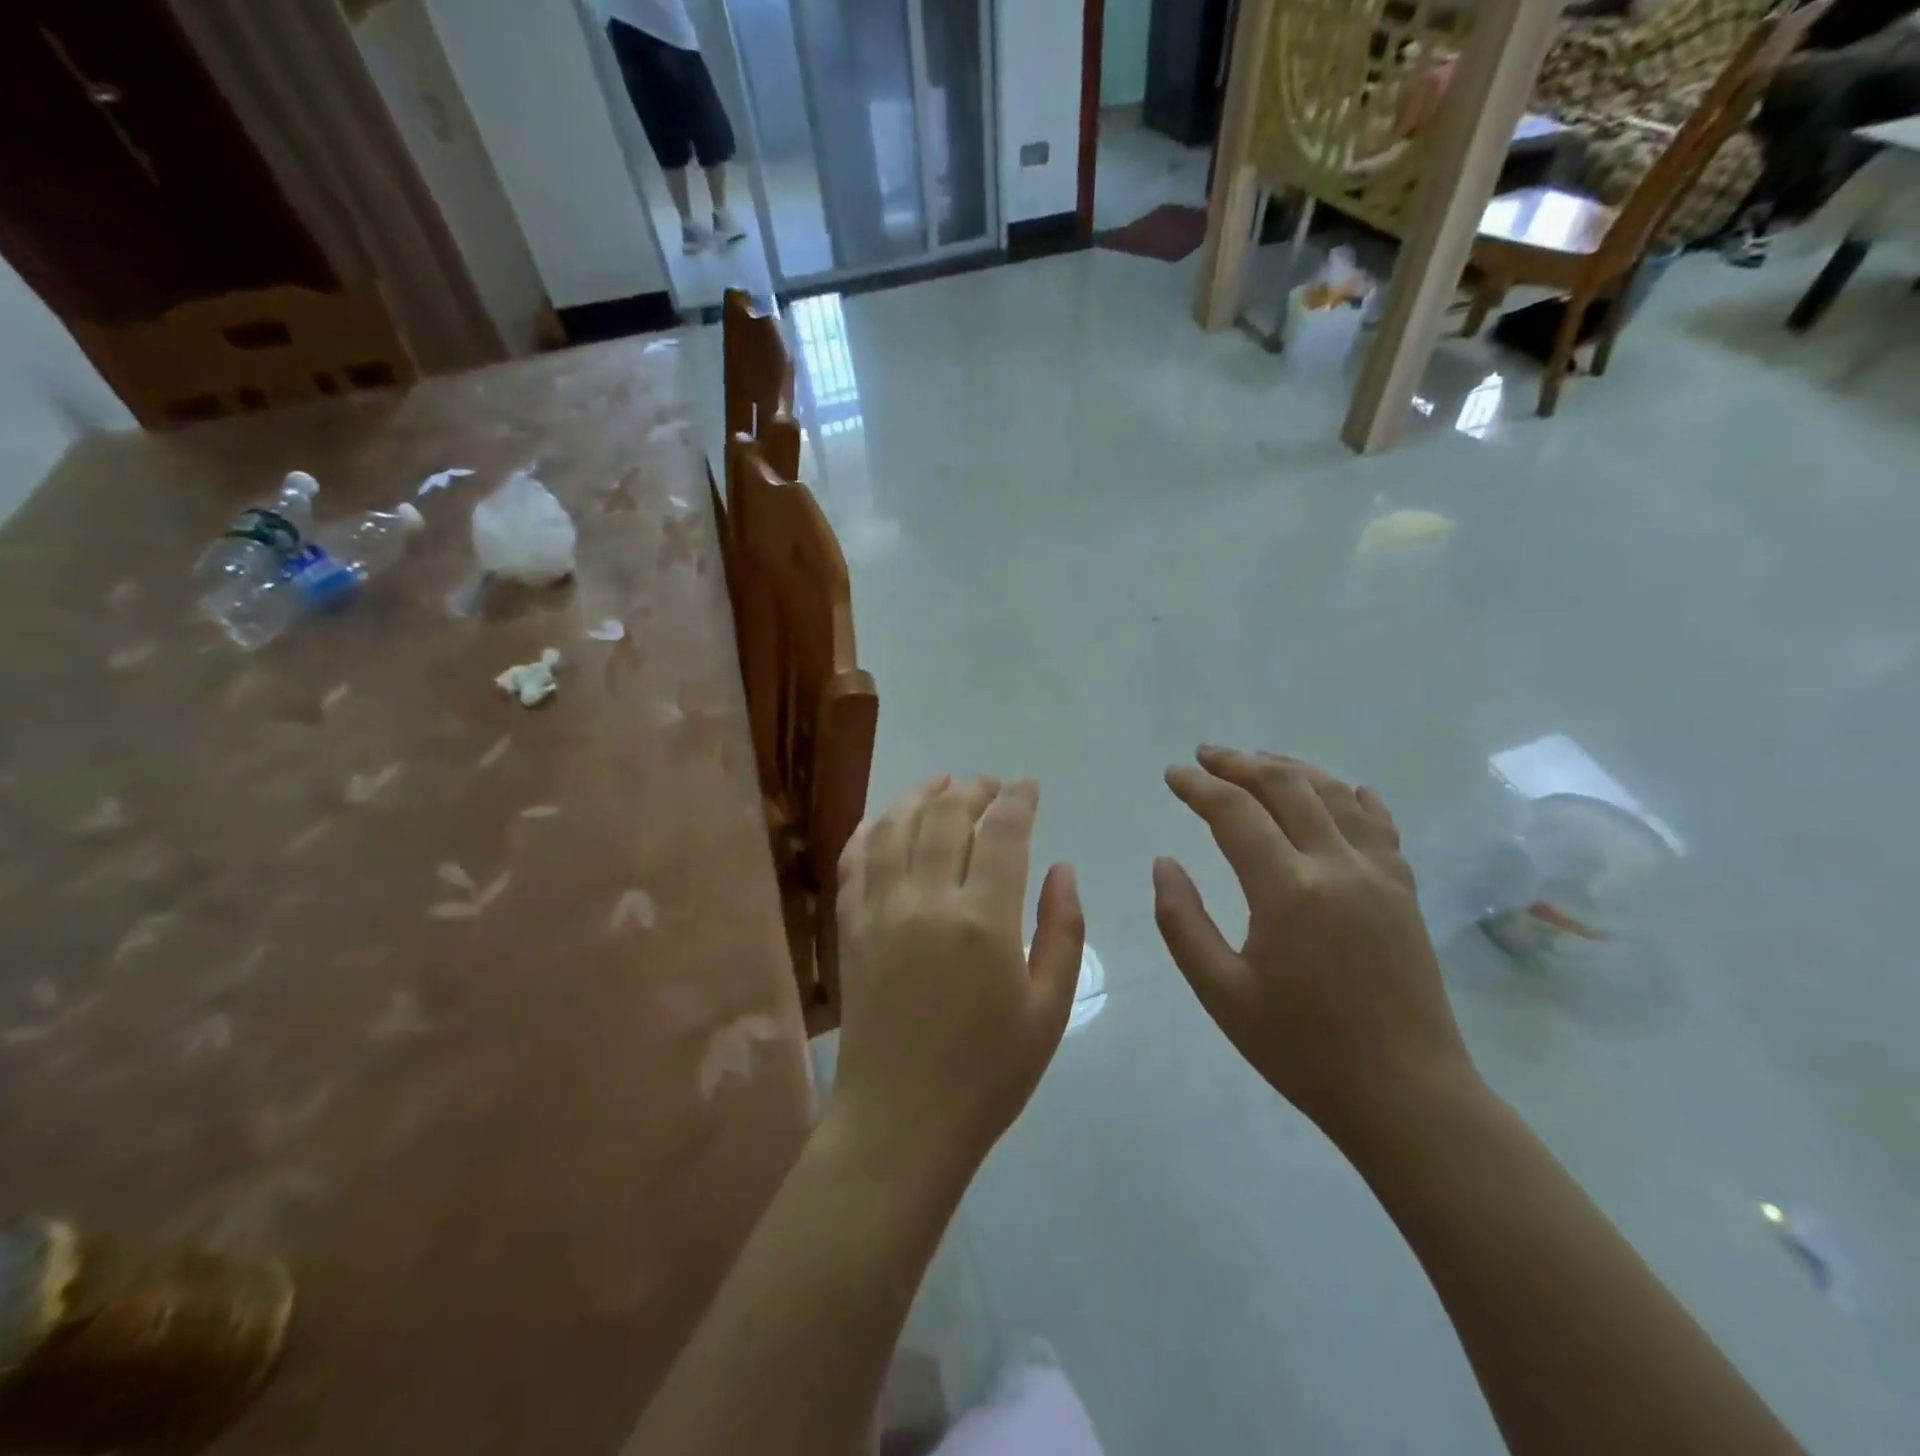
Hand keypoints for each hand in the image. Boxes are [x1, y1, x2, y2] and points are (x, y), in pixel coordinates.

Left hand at [833, 775, 1084, 1173]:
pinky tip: (885, 820)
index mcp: (983, 922)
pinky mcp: (849, 928)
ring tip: (941, 785)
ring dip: (920, 796)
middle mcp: (926, 902)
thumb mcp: (1048, 1009)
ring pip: (895, 827)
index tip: (1028, 786)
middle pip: (946, 817)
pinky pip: (854, 860)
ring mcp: (879, 911)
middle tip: (990, 785)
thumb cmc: (988, 1072)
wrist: (901, 1121)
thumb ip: (1062, 931)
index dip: (1018, 800)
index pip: (1002, 833)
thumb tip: (1063, 868)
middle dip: (972, 789)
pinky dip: (870, 829)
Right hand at [1153, 747, 1477, 1143]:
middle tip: (1205, 756)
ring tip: (1256, 761)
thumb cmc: (1302, 1049)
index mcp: (1288, 891)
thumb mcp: (1221, 993)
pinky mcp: (1405, 890)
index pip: (1235, 813)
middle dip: (1240, 763)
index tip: (1173, 774)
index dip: (1199, 787)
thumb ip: (1182, 922)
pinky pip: (1378, 823)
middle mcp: (1337, 866)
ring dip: (1290, 768)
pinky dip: (1350, 796)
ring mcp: (1380, 874)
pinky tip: (1339, 789)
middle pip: (1286, 786)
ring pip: (1333, 793)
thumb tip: (1164, 864)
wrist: (1406, 1094)